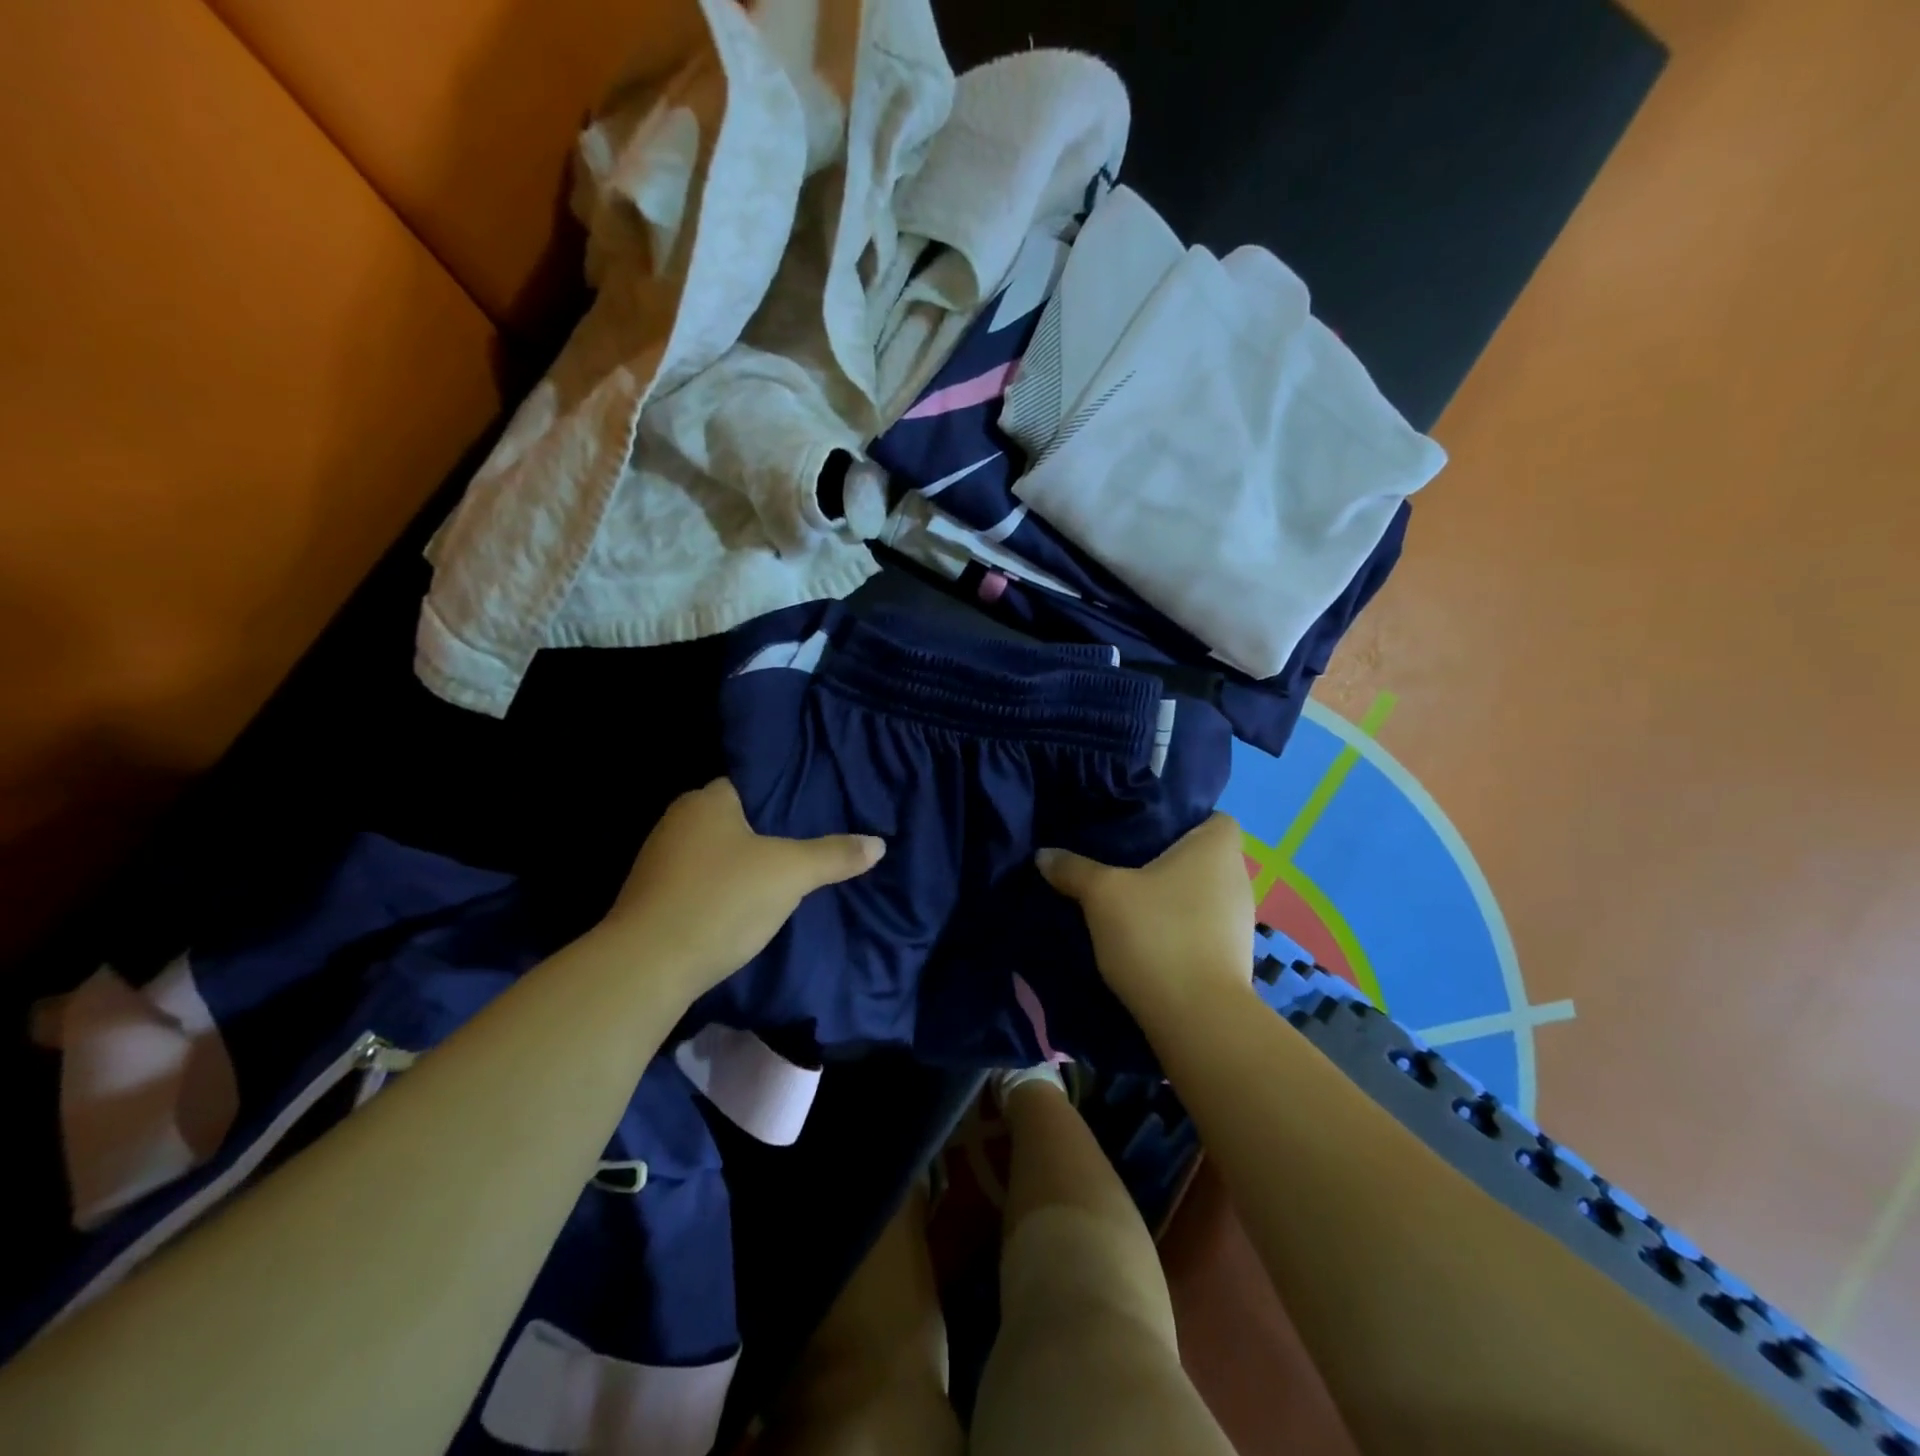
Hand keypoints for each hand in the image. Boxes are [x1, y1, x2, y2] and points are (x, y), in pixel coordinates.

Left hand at [595, 779, 884, 995]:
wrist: (646, 967)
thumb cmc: (721, 900)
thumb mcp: (790, 874)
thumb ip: (834, 855)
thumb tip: (878, 843)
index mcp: (707, 800)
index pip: (753, 784)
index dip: (786, 796)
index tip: (816, 810)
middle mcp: (678, 820)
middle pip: (735, 818)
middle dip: (768, 832)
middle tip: (810, 845)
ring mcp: (659, 860)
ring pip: (716, 852)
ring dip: (744, 864)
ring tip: (785, 877)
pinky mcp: (652, 898)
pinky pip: (700, 881)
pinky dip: (723, 889)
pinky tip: (746, 906)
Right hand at [1036, 813, 1254, 1027]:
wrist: (1197, 1019)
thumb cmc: (1156, 934)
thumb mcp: (1102, 895)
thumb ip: (1073, 869)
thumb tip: (1044, 854)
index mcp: (1217, 849)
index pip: (1215, 817)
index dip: (1185, 820)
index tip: (1148, 832)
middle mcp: (1238, 879)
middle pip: (1204, 858)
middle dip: (1169, 860)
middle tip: (1124, 865)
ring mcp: (1240, 922)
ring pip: (1201, 895)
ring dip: (1173, 898)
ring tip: (1130, 903)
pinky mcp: (1232, 958)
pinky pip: (1202, 928)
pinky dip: (1179, 929)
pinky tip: (1146, 940)